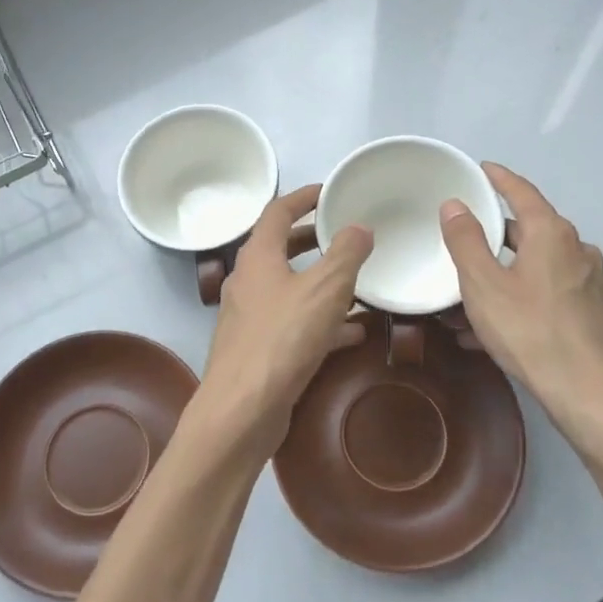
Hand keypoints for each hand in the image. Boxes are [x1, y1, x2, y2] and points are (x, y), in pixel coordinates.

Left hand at [198, 185, 372, 458]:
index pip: (277, 212)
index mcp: (258, 257)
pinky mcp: (259, 349)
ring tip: (356, 281)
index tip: (328, 192)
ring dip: (320, 281)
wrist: (243, 409)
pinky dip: (321, 320)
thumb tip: (360, 227)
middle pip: (280, 248)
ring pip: (289, 288)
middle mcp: (248, 281)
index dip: (303, 197)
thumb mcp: (325, 289)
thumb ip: (346, 254)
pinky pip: (294, 323)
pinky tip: (353, 332)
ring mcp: (250, 317)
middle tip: (344, 234)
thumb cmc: (283, 338)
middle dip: (312, 239)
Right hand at [440, 163, 602, 451]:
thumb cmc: (532, 332)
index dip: (500, 179)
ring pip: (539, 268)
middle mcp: (578, 251)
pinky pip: (550, 295)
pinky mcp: (596, 315)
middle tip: (465, 241)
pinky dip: (522, 300)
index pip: (523, 192)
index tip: (482, 169)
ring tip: (471, 298)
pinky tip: (497, 330)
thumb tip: (455, 205)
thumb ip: (466, 241)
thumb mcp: (484, 285)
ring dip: (506, 275)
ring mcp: (592, 284)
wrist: (593, 397)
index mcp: (552, 234)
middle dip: (496, 236)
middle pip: (531, 231)